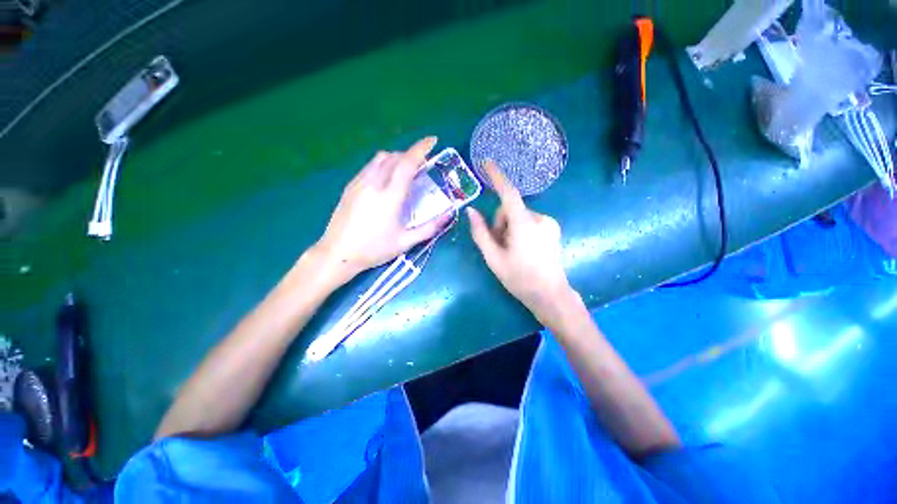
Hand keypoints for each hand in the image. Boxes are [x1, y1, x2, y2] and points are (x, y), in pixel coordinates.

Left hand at [315, 136, 452, 282]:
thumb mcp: (405, 242)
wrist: (338, 253)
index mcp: (390, 196)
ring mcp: (359, 183)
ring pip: (379, 158)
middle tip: (421, 164)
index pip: (407, 163)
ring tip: (404, 170)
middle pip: (394, 157)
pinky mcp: (350, 187)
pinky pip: (369, 166)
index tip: (432, 140)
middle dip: (410, 154)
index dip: (421, 149)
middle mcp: (374, 183)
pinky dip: (382, 165)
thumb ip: (429, 228)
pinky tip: (385, 179)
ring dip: (395, 158)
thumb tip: (448, 216)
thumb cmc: (374, 249)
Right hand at [467, 160, 575, 324]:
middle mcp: (539, 218)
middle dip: (500, 223)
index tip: (486, 162)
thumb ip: (480, 233)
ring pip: (519, 215)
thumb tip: (471, 211)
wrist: (550, 295)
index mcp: (524, 225)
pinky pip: (529, 221)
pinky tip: (523, 248)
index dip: (497, 176)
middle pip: (510, 209)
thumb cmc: (519, 279)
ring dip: (510, 228)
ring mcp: (549, 223)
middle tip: (499, 246)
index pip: (508, 193)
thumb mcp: (493, 258)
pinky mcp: (552, 228)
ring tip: (511, 250)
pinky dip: (521, 229)